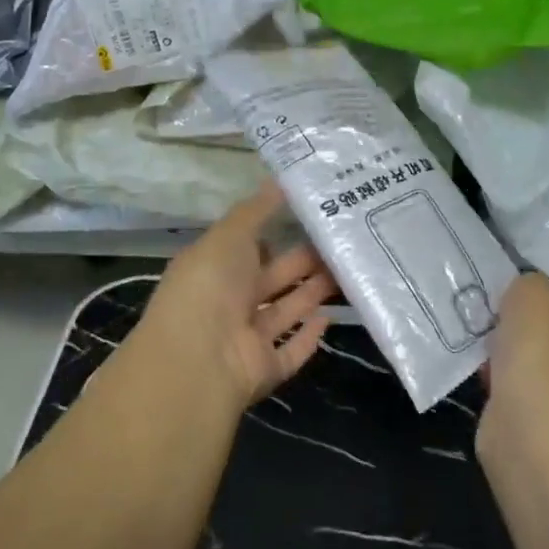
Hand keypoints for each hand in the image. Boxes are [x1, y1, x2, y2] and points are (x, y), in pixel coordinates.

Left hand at [130, 182, 337, 413]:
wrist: (199, 359)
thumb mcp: (230, 235)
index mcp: (213, 269)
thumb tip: (280, 180)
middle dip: (303, 262)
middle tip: (342, 242)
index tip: (312, 216)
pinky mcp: (265, 369)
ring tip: (348, 271)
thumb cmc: (210, 286)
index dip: (276, 233)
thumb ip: (256, 210)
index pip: (247, 248)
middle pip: (272, 279)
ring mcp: (246, 339)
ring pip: (286, 311)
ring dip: (312, 293)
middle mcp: (228, 303)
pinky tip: (330, 318)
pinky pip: (291, 351)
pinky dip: (309, 337)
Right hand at [484, 273, 548, 420]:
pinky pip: (511, 396)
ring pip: (525, 370)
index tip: (504, 304)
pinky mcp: (536, 427)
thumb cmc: (538, 351)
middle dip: (516, 336)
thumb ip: (529, 285)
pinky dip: (496, 390)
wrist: (530, 425)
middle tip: (488, 328)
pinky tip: (481, 382)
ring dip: (503, 363)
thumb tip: (521, 296)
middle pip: (543, 341)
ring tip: (478, 354)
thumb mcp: (532, 291)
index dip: (533, 306)